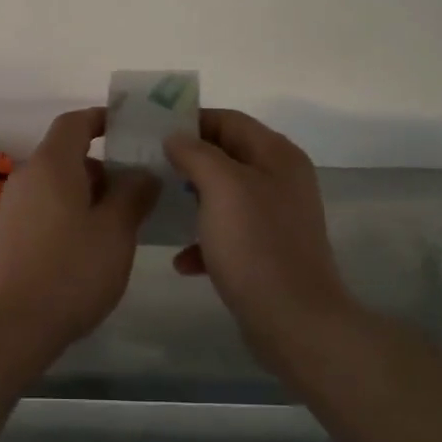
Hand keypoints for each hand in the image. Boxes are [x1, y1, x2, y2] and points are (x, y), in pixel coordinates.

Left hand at [0, 108, 158, 349]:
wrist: (11, 325)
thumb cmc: (70, 270)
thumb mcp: (116, 231)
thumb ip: (133, 194)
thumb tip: (142, 173)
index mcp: (51, 165)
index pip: (74, 123)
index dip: (101, 119)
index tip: (128, 129)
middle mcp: (27, 177)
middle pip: (66, 155)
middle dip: (103, 167)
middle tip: (139, 189)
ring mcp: (13, 207)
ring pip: (57, 186)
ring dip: (88, 194)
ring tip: (121, 223)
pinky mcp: (9, 235)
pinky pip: (45, 208)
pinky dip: (70, 214)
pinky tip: (91, 247)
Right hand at [164, 110, 358, 384]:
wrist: (293, 321)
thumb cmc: (255, 245)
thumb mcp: (221, 187)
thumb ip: (196, 153)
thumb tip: (176, 137)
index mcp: (277, 156)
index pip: (229, 120)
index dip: (190, 120)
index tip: (152, 131)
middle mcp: (281, 180)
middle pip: (226, 156)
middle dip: (187, 160)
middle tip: (148, 166)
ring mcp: (276, 217)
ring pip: (224, 195)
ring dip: (191, 200)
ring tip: (158, 205)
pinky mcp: (267, 251)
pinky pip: (228, 233)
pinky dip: (204, 240)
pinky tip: (182, 260)